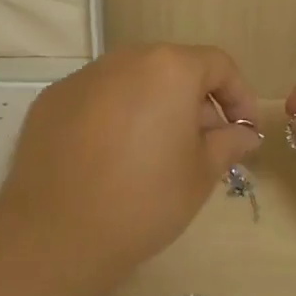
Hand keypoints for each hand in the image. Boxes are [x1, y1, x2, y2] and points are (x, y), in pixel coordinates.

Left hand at [0, 45, 261, 295]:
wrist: (55, 236)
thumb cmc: (144, 201)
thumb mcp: (200, 175)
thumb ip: (228, 143)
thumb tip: (244, 134)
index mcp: (168, 69)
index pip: (217, 65)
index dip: (238, 95)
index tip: (243, 130)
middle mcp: (124, 60)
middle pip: (172, 68)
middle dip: (195, 101)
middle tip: (203, 145)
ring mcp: (82, 77)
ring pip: (132, 82)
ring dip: (153, 106)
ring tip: (155, 153)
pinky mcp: (51, 100)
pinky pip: (97, 98)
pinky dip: (114, 116)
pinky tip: (111, 158)